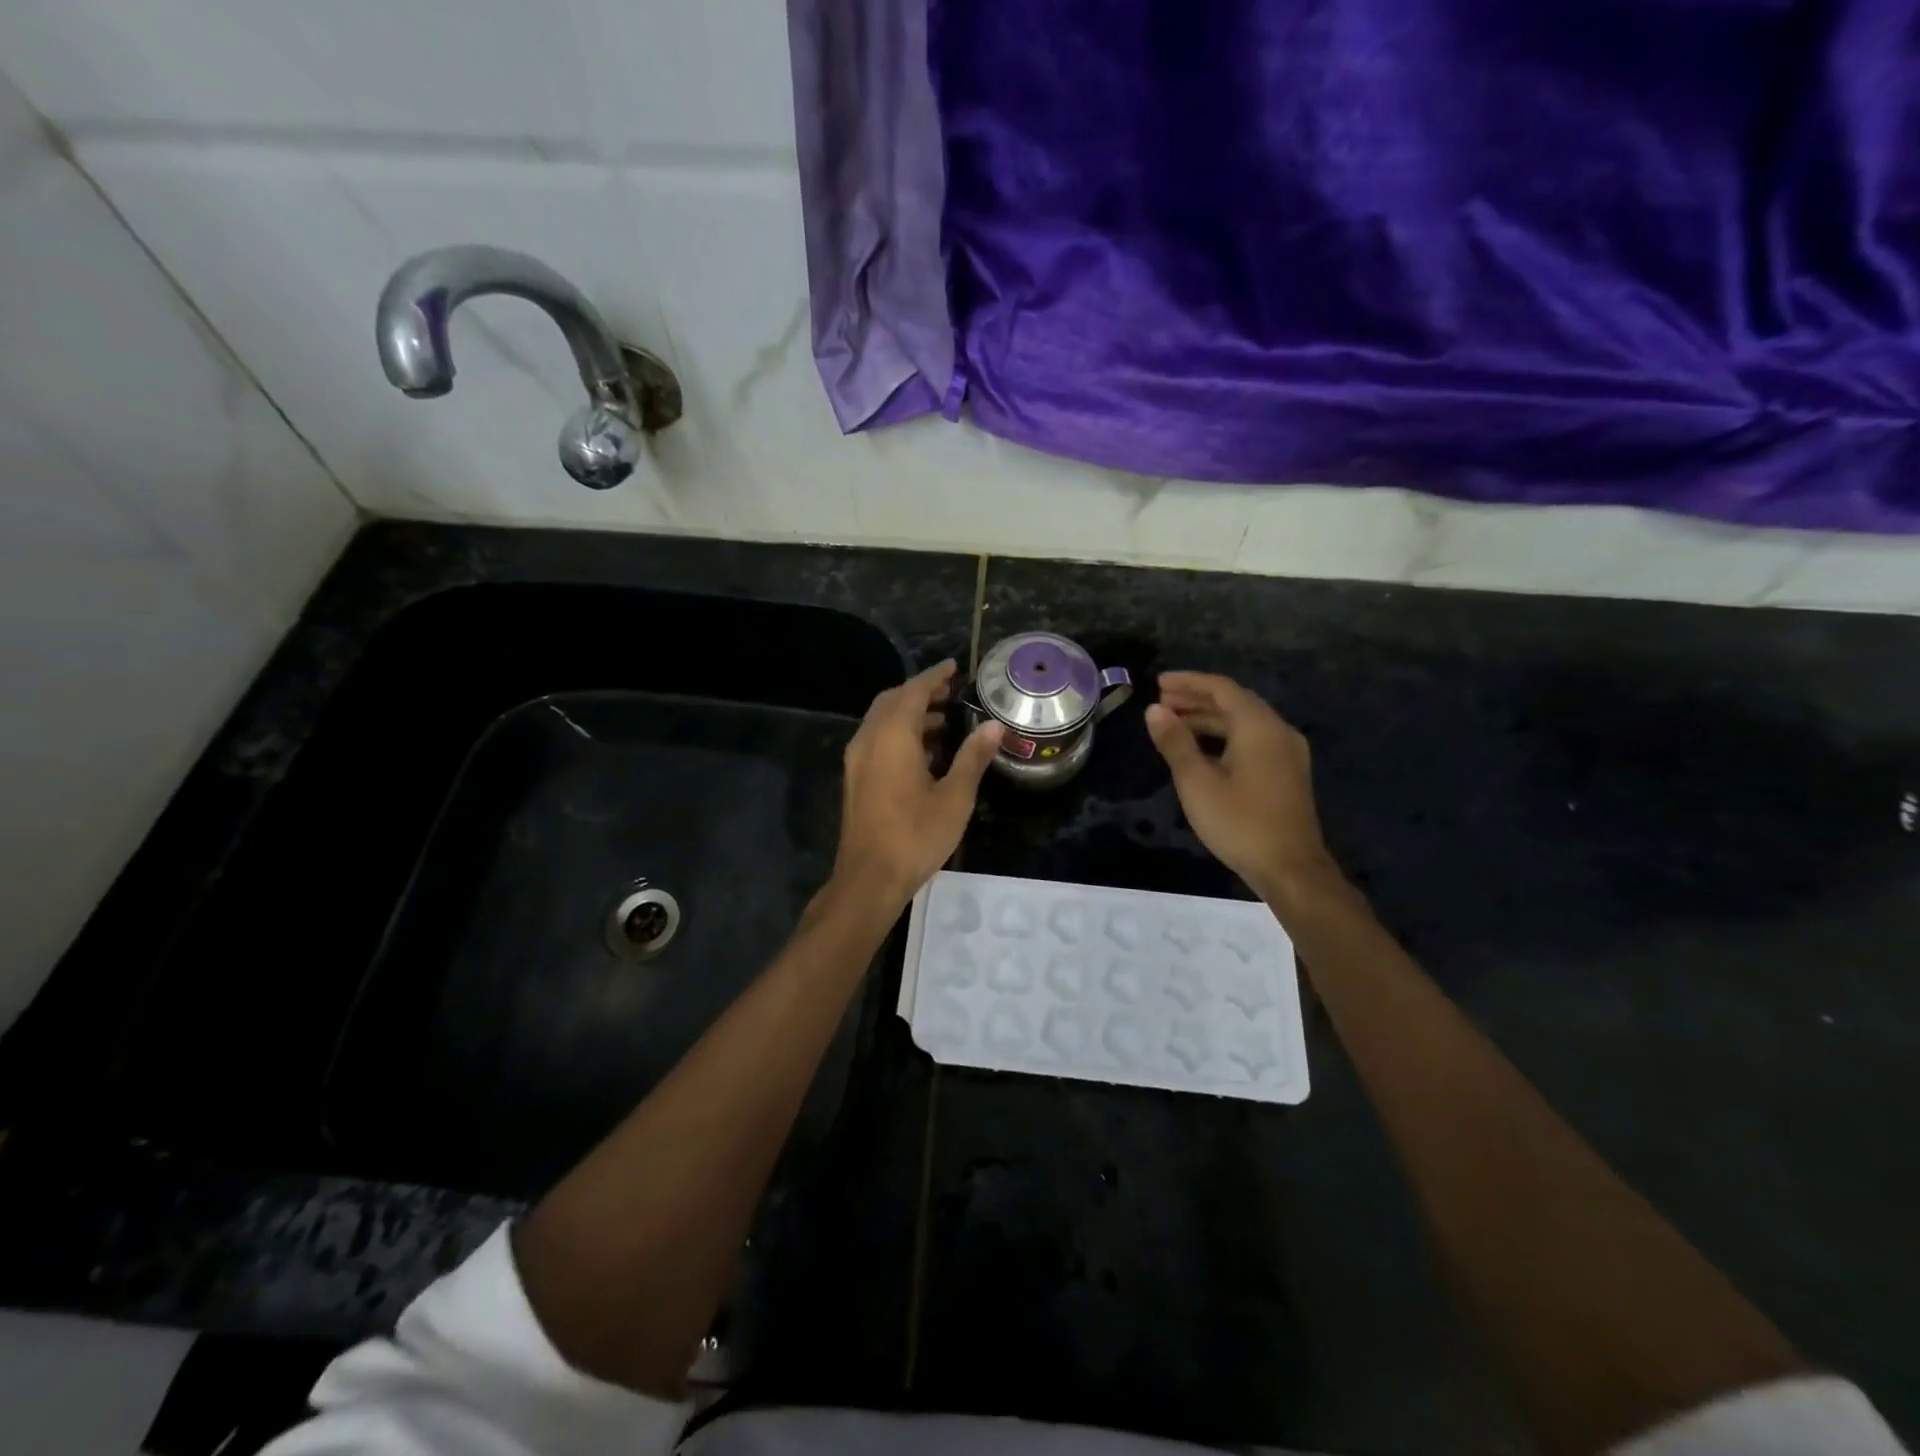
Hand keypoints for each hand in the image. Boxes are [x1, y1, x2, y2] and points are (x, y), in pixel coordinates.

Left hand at [833, 659, 1001, 906]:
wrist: (869, 878)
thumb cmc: (916, 835)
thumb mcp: (955, 797)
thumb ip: (973, 757)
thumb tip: (994, 726)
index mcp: (892, 736)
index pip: (914, 691)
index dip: (935, 676)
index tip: (955, 667)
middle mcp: (869, 739)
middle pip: (893, 701)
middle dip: (922, 693)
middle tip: (952, 693)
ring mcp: (857, 759)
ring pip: (882, 721)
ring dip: (911, 714)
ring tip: (946, 722)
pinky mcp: (855, 778)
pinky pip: (877, 740)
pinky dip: (899, 733)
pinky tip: (925, 753)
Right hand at [1145, 672, 1341, 901]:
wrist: (1290, 869)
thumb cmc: (1239, 822)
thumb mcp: (1197, 782)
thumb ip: (1175, 742)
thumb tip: (1154, 710)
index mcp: (1258, 726)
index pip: (1221, 688)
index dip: (1188, 682)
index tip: (1158, 683)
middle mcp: (1277, 731)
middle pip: (1234, 702)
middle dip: (1196, 699)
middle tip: (1161, 702)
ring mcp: (1287, 752)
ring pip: (1243, 722)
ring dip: (1208, 719)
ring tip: (1173, 723)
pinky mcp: (1286, 772)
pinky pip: (1251, 740)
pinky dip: (1224, 736)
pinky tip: (1201, 750)